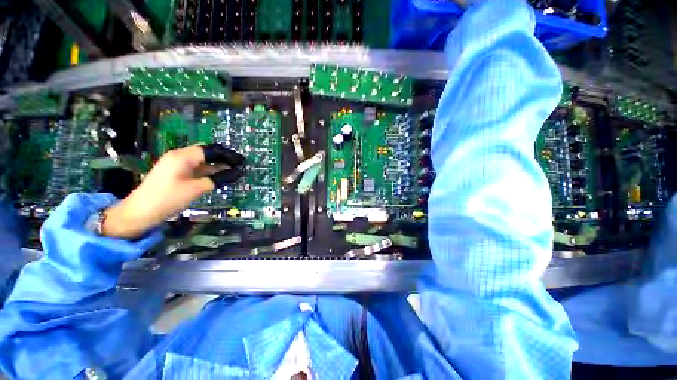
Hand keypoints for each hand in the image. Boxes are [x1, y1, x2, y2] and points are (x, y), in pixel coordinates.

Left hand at [102, 145, 244, 238]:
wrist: (140, 212)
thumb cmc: (168, 198)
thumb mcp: (197, 188)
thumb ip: (217, 179)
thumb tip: (236, 173)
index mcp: (183, 156)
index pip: (211, 150)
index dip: (228, 156)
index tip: (243, 162)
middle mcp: (180, 156)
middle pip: (207, 153)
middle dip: (224, 159)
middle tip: (239, 166)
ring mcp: (177, 165)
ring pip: (202, 161)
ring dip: (217, 165)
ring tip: (234, 171)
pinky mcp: (176, 173)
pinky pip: (197, 168)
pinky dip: (209, 171)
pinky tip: (220, 176)